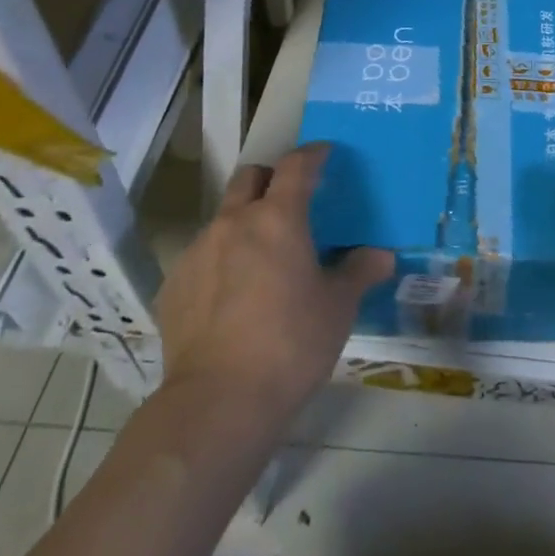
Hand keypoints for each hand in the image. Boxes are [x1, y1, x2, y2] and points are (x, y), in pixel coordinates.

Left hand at [155, 143, 392, 419]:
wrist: (217, 402)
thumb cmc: (291, 344)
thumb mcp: (339, 307)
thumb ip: (360, 272)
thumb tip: (382, 255)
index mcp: (278, 218)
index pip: (296, 166)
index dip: (312, 154)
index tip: (324, 153)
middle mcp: (233, 223)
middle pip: (249, 177)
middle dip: (270, 178)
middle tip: (290, 198)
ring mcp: (197, 252)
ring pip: (223, 217)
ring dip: (244, 221)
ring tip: (262, 257)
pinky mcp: (172, 286)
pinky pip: (202, 257)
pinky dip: (221, 260)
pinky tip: (233, 296)